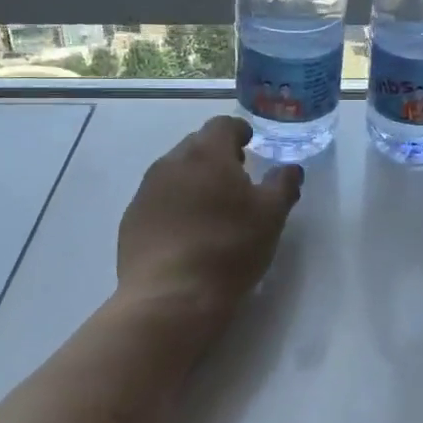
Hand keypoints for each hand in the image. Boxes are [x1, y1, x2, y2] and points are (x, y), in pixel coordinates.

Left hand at [118, 116, 303, 330]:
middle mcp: (171, 163)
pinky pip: (157, 199)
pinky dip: (174, 204)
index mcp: (207, 154)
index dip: (239, 131)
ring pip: (174, 172)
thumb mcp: (271, 217)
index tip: (249, 142)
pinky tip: (186, 231)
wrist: (171, 297)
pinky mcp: (132, 220)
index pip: (222, 125)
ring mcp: (146, 192)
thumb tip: (291, 168)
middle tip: (235, 176)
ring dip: (193, 179)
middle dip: (216, 154)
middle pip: (196, 145)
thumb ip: (283, 185)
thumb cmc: (229, 248)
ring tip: (211, 205)